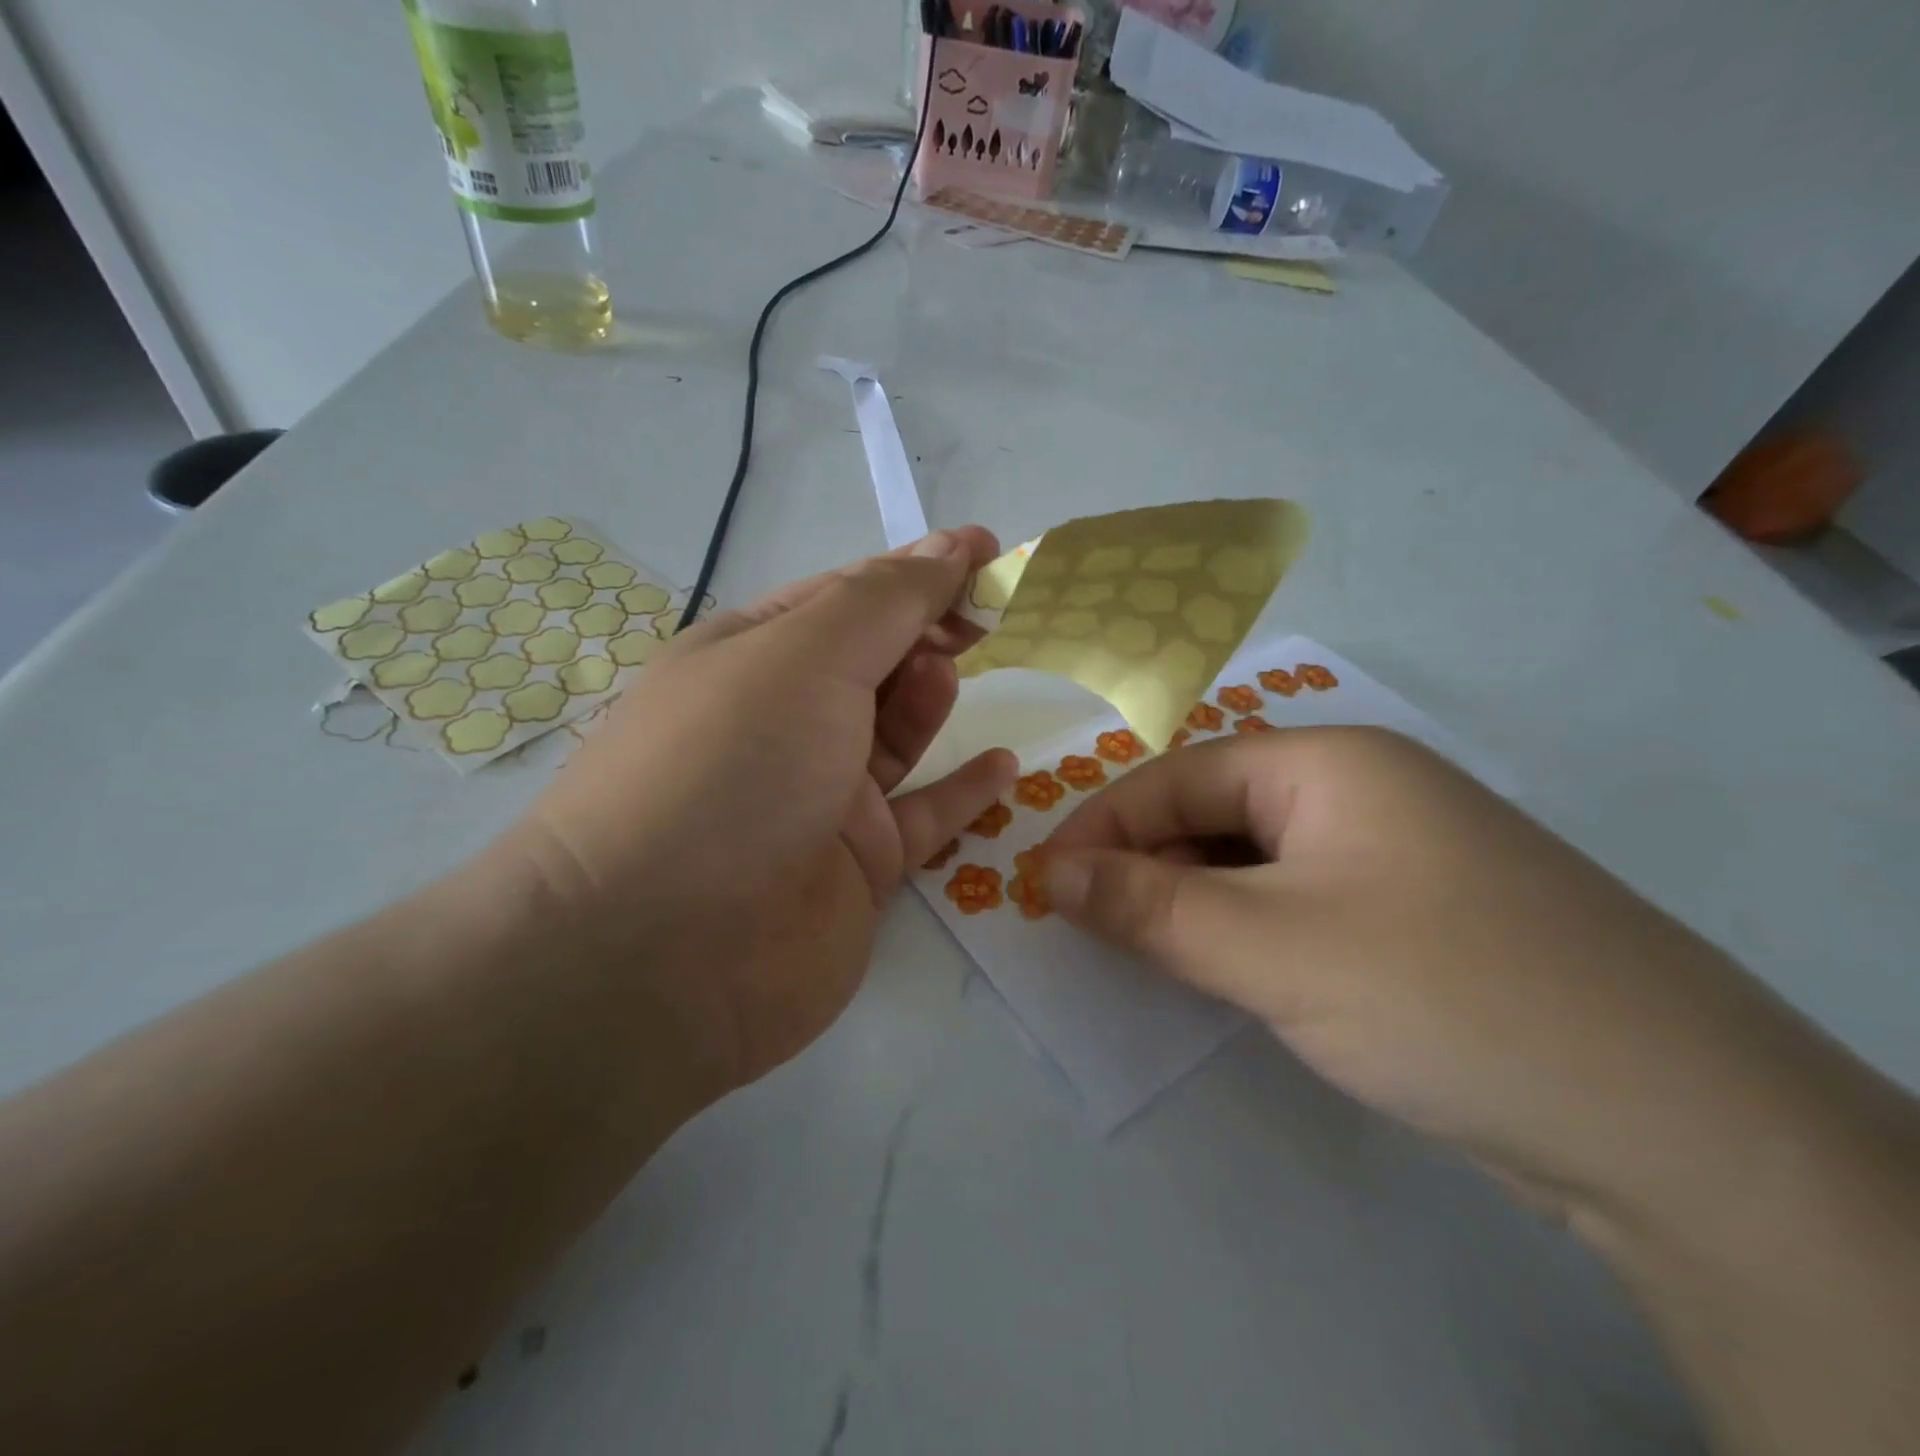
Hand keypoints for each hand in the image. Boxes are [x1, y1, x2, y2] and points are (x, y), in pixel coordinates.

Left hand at [500, 529, 1016, 1103]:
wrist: (663, 959)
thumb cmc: (730, 771)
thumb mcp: (805, 656)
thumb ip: (885, 602)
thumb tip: (948, 549)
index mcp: (751, 657)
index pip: (845, 595)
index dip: (917, 569)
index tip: (988, 553)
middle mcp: (781, 722)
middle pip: (871, 660)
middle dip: (926, 630)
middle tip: (984, 619)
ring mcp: (817, 796)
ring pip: (894, 734)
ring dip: (929, 698)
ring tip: (952, 678)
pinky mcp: (854, 865)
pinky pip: (921, 816)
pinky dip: (961, 790)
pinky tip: (1002, 766)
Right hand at [1039, 728, 1847, 1223]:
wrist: (1677, 1124)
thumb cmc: (1441, 993)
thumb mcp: (1270, 947)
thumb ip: (1150, 908)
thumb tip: (1051, 876)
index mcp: (1331, 762)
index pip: (1180, 776)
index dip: (1103, 825)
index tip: (1045, 880)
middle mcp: (1364, 790)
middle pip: (1218, 812)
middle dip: (1145, 862)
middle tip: (1086, 921)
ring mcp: (1398, 853)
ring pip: (1257, 860)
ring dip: (1192, 898)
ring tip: (1140, 946)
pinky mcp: (1419, 915)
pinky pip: (1299, 900)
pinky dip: (1245, 927)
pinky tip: (1222, 966)